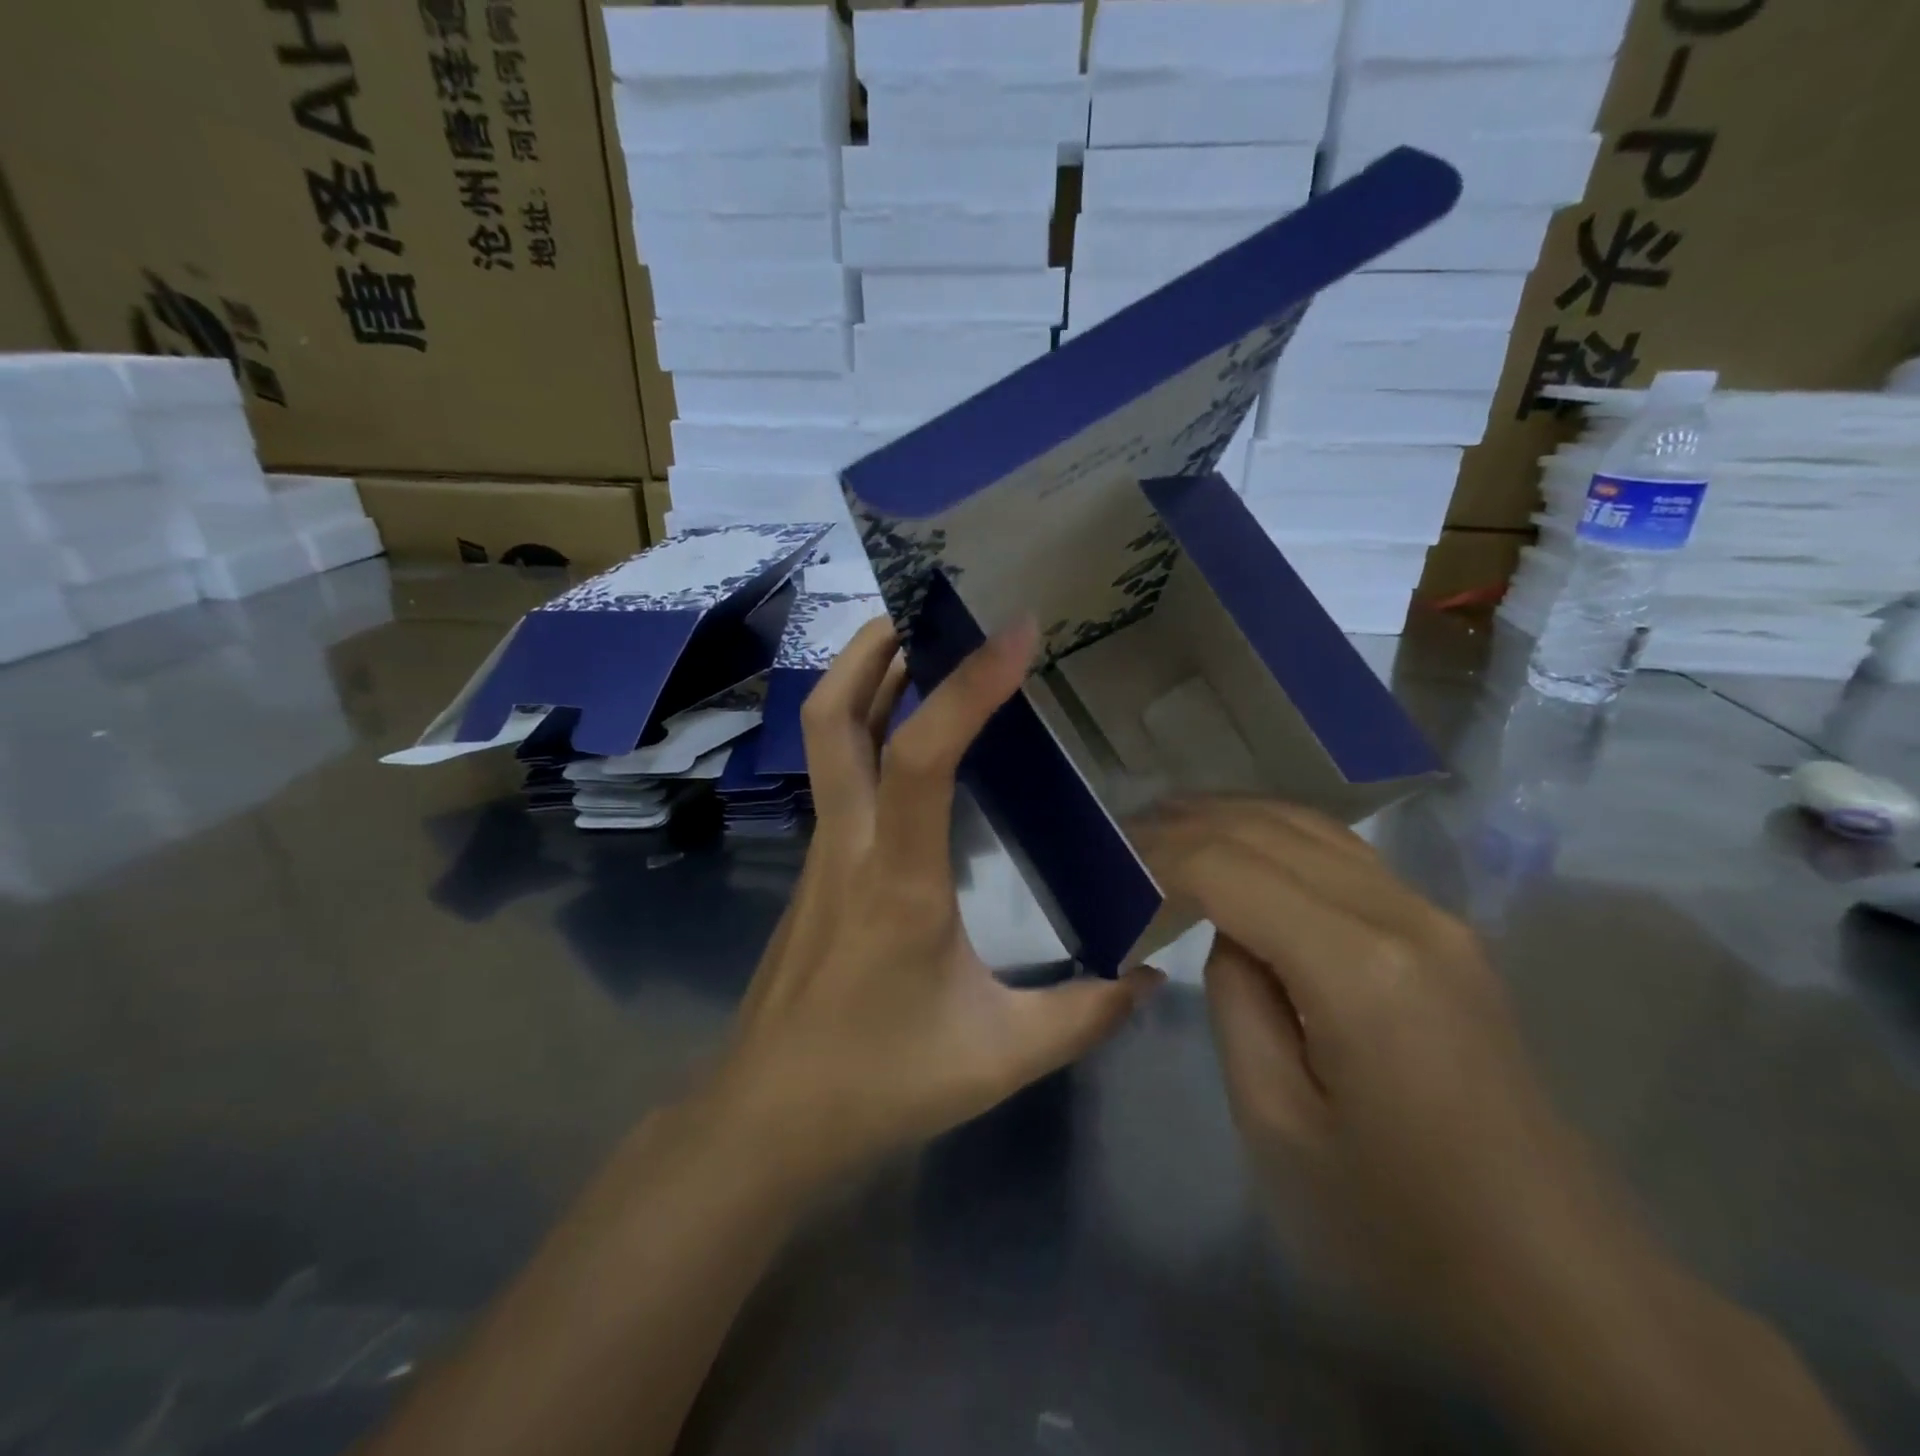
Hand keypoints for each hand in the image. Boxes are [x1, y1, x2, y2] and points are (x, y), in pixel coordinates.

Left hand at [707, 616, 1162, 1191]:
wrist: (765, 1120)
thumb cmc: (877, 1083)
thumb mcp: (999, 1056)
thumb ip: (1084, 1016)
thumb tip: (1154, 977)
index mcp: (897, 878)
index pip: (923, 756)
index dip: (969, 687)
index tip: (1016, 632)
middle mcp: (849, 844)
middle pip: (832, 717)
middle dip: (873, 647)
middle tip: (928, 605)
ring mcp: (822, 852)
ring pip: (826, 739)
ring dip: (867, 679)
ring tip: (922, 644)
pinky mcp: (816, 868)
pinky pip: (840, 775)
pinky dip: (869, 730)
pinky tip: (912, 738)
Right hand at [1138, 798, 1634, 1355]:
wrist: (1559, 1279)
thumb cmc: (1399, 1223)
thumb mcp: (1276, 1124)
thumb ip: (1236, 1002)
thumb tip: (1232, 935)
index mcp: (1356, 967)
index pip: (1230, 867)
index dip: (1160, 853)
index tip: (1106, 862)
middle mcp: (1403, 915)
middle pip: (1270, 829)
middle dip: (1187, 822)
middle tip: (1122, 835)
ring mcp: (1436, 916)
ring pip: (1311, 826)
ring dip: (1232, 817)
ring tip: (1168, 825)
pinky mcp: (1447, 933)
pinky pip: (1344, 855)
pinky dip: (1276, 836)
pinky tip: (1242, 847)